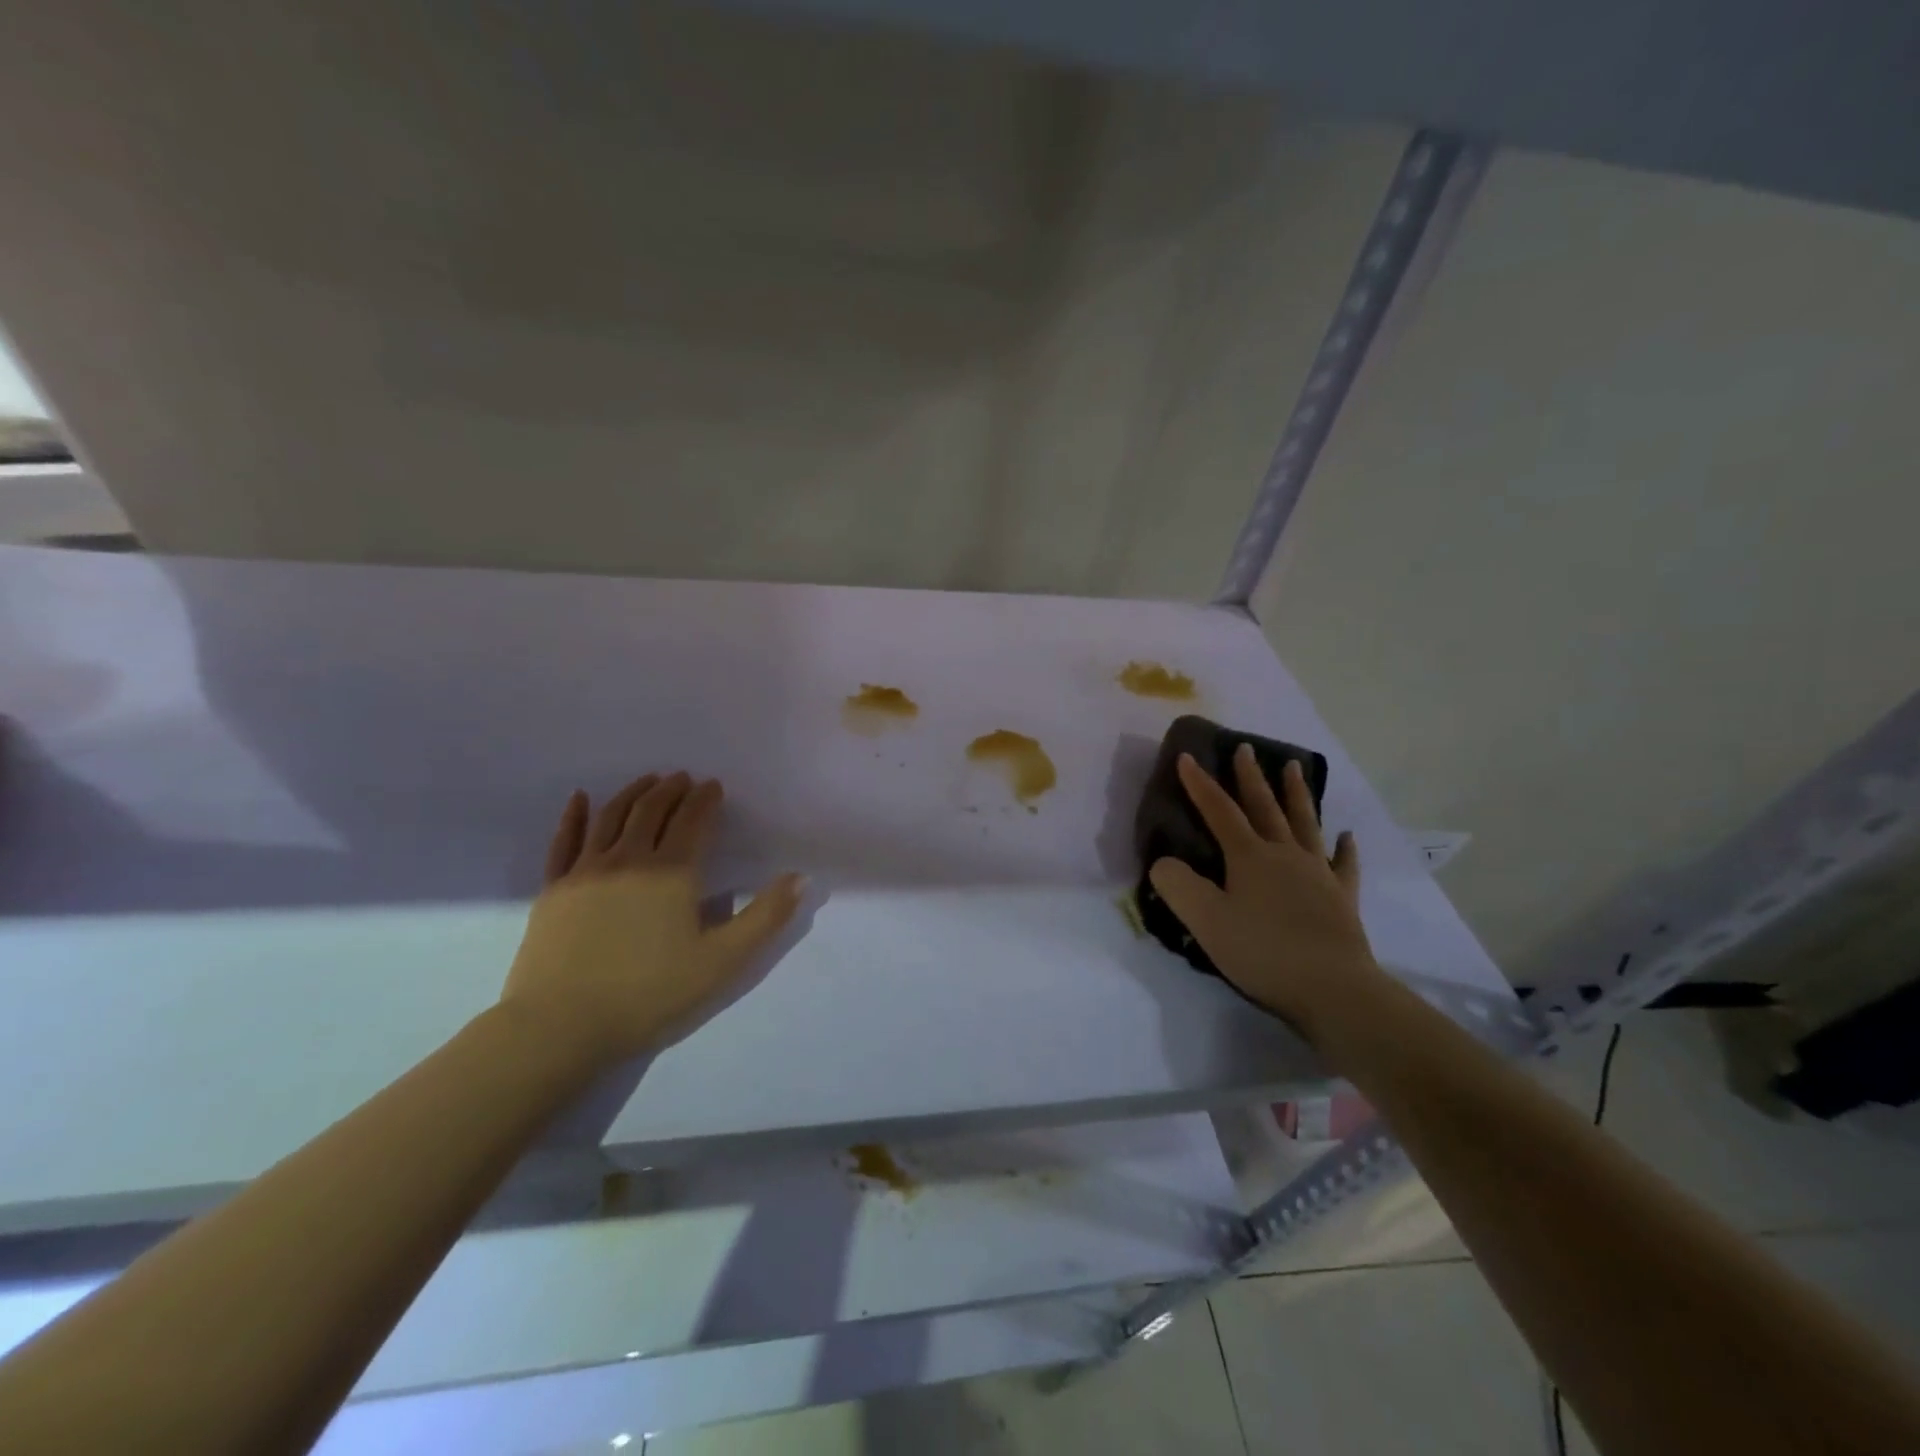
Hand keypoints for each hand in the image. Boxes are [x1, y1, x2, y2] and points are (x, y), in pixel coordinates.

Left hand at [499, 772, 803, 1071]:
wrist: (561, 1026)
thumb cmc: (650, 993)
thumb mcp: (723, 960)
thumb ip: (766, 917)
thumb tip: (801, 878)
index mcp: (672, 871)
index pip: (693, 820)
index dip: (706, 799)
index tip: (714, 786)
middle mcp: (629, 859)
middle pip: (652, 810)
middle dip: (672, 789)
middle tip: (684, 778)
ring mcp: (585, 871)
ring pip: (611, 816)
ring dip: (634, 793)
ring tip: (648, 781)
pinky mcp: (554, 889)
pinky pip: (565, 840)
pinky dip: (575, 815)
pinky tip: (580, 797)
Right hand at [1148, 747, 1387, 1045]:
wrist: (1333, 989)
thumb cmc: (1263, 953)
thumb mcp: (1205, 921)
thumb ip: (1177, 886)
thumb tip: (1163, 862)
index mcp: (1249, 857)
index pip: (1219, 811)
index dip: (1200, 785)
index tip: (1186, 757)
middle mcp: (1285, 854)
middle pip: (1265, 807)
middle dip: (1251, 777)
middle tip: (1247, 748)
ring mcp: (1318, 873)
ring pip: (1305, 823)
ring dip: (1297, 794)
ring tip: (1295, 768)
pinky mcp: (1342, 898)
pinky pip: (1344, 864)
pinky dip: (1344, 848)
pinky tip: (1346, 836)